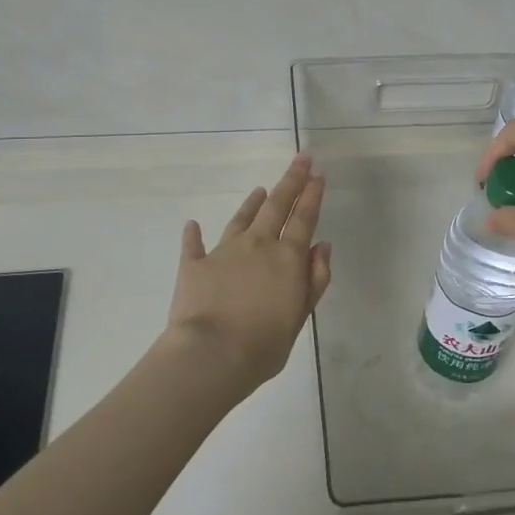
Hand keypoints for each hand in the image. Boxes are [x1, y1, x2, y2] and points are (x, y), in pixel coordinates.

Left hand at [165, 155, 331, 392]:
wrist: (209, 356)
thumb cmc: (263, 345)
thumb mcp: (300, 316)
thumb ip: (314, 279)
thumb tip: (323, 247)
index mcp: (287, 258)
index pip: (304, 218)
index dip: (312, 194)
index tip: (318, 173)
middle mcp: (257, 245)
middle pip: (277, 205)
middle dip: (291, 180)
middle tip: (301, 159)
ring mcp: (224, 252)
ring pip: (241, 219)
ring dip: (252, 203)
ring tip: (260, 189)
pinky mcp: (193, 266)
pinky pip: (193, 245)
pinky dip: (194, 235)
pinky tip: (192, 225)